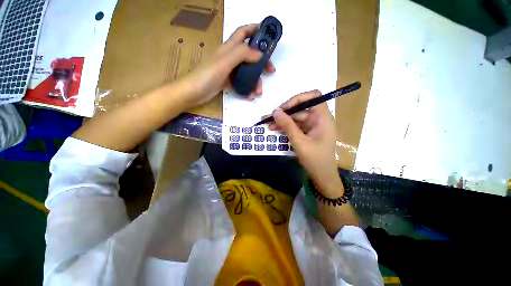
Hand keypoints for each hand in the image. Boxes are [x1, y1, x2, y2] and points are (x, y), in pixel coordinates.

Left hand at [180, 24, 274, 106]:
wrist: (194, 92)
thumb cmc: (207, 75)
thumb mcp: (225, 61)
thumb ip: (242, 54)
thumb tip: (260, 54)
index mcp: (229, 48)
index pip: (243, 33)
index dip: (255, 29)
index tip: (268, 34)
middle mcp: (231, 57)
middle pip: (250, 55)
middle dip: (261, 61)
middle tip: (270, 70)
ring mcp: (230, 70)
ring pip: (248, 71)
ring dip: (256, 81)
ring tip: (258, 91)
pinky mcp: (229, 81)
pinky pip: (242, 83)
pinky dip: (248, 89)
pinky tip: (249, 96)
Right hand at [269, 90, 343, 196]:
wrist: (322, 176)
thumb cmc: (315, 159)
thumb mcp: (299, 141)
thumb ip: (287, 125)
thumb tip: (275, 111)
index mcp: (322, 118)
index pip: (313, 97)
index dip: (298, 99)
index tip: (284, 107)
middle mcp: (318, 119)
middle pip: (301, 108)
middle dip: (285, 112)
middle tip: (270, 117)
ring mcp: (313, 126)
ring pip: (296, 117)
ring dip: (283, 120)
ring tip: (269, 124)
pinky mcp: (308, 133)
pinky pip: (296, 126)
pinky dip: (286, 127)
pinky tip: (276, 129)